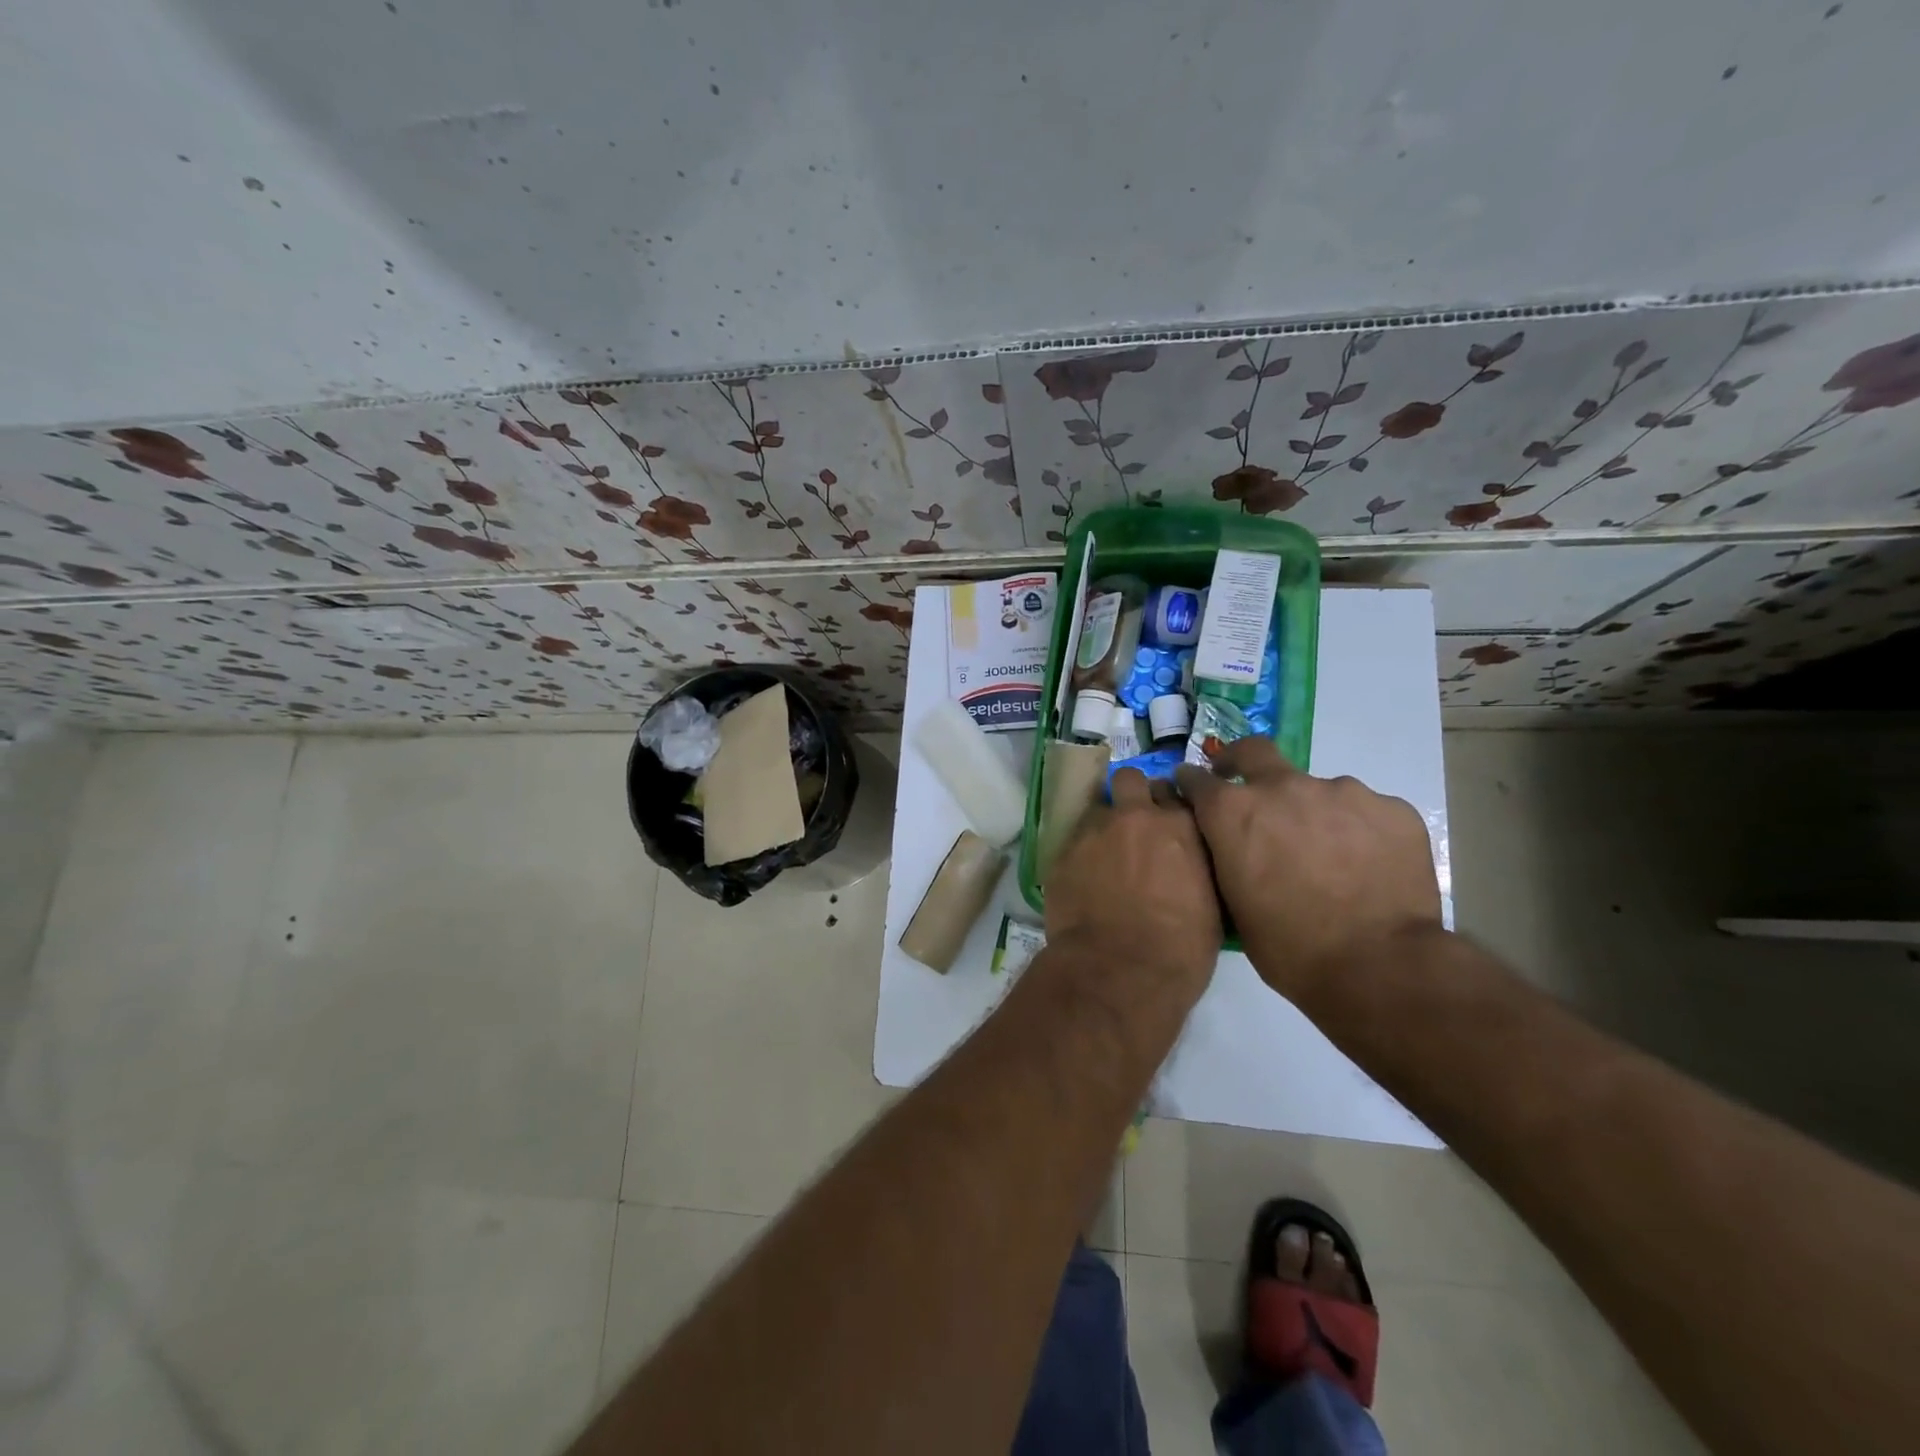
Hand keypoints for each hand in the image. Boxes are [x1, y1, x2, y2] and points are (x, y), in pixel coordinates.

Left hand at [1043, 768, 1221, 1004]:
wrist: (1120, 970)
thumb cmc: (1180, 948)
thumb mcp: (1212, 902)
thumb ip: (1198, 864)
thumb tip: (1188, 860)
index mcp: (1180, 825)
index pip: (1175, 792)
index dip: (1169, 805)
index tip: (1168, 820)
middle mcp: (1135, 816)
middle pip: (1131, 779)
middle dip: (1132, 794)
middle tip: (1134, 823)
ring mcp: (1094, 830)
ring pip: (1098, 807)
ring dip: (1104, 822)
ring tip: (1106, 853)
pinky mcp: (1062, 851)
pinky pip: (1073, 838)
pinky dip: (1081, 851)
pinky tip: (1085, 876)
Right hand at [1175, 738, 1441, 1004]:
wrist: (1380, 968)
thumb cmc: (1290, 949)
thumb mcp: (1234, 906)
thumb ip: (1228, 858)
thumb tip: (1232, 845)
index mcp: (1234, 812)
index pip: (1197, 780)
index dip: (1192, 785)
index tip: (1193, 790)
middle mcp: (1284, 788)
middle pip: (1254, 751)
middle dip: (1240, 762)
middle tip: (1247, 787)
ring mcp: (1342, 792)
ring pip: (1317, 790)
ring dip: (1312, 813)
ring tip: (1329, 857)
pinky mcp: (1391, 808)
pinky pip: (1364, 812)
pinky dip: (1358, 831)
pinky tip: (1367, 866)